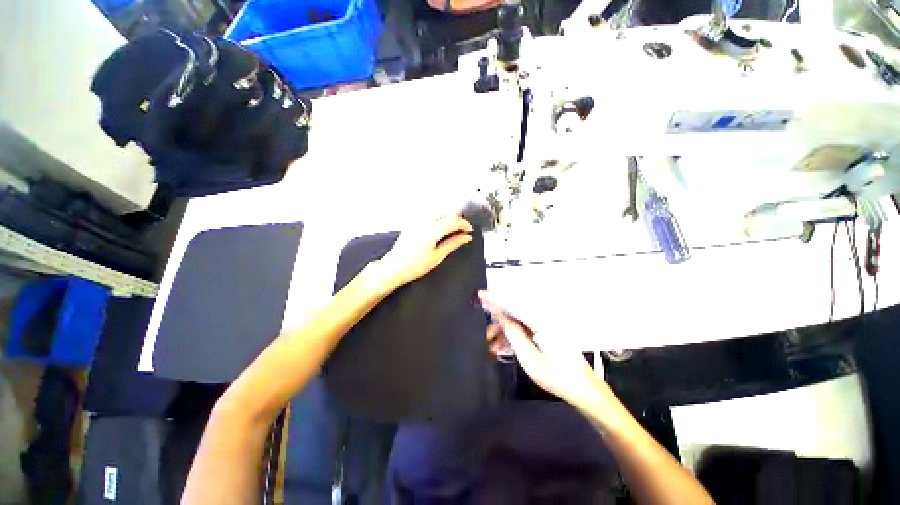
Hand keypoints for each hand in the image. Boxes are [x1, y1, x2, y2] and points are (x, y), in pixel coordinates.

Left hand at [374, 215, 473, 288]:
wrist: (393, 268)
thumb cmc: (415, 265)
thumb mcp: (438, 255)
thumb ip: (454, 243)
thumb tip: (466, 237)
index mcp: (434, 228)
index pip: (454, 220)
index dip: (464, 224)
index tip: (469, 230)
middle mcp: (425, 220)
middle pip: (446, 215)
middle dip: (456, 221)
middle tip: (463, 231)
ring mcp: (417, 221)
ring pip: (438, 215)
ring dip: (447, 220)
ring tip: (452, 232)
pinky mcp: (412, 224)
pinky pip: (429, 217)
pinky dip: (438, 221)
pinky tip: (439, 230)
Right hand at [478, 291, 610, 411]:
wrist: (586, 393)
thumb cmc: (559, 377)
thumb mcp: (531, 359)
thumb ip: (514, 335)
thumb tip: (500, 316)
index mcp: (541, 321)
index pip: (513, 305)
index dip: (495, 299)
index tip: (480, 295)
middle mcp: (543, 320)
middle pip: (515, 314)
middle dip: (498, 324)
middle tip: (487, 338)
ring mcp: (546, 328)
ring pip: (518, 324)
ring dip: (505, 334)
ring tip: (493, 349)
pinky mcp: (547, 336)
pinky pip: (525, 332)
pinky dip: (514, 339)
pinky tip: (504, 351)